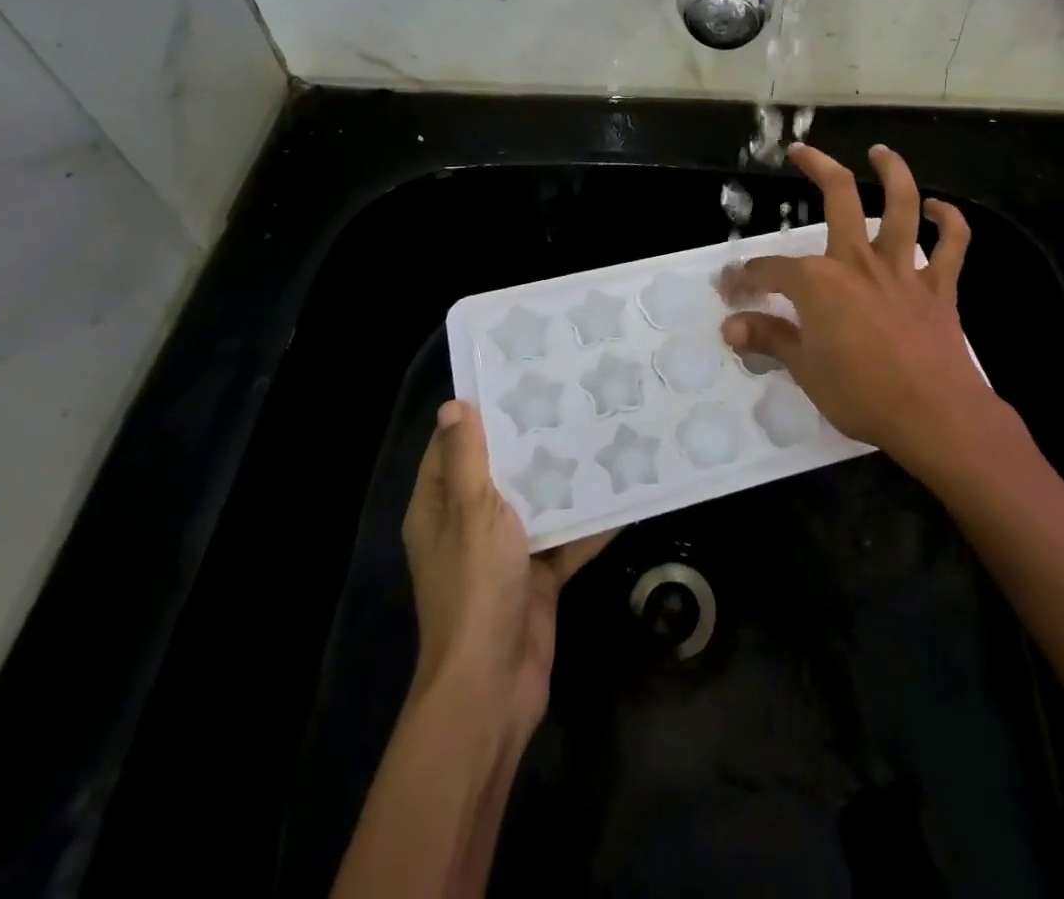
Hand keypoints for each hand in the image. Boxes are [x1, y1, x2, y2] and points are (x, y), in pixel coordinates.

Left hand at [402, 401, 613, 735]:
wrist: (494, 684)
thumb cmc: (476, 587)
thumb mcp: (471, 512)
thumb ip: (468, 459)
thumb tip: (453, 405)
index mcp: (440, 509)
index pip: (453, 448)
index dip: (478, 414)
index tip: (516, 379)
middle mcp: (468, 527)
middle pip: (500, 473)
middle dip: (531, 442)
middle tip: (570, 398)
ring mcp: (504, 554)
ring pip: (536, 504)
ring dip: (564, 480)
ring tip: (601, 434)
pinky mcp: (536, 578)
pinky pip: (565, 540)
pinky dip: (589, 523)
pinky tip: (623, 494)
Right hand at [720, 144, 1008, 479]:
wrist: (934, 415)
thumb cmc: (862, 395)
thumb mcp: (805, 370)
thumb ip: (769, 339)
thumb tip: (731, 327)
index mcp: (820, 282)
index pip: (771, 270)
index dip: (746, 276)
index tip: (731, 287)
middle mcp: (859, 261)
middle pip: (839, 197)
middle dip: (817, 167)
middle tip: (800, 151)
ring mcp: (903, 270)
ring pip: (902, 205)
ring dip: (892, 172)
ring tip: (880, 152)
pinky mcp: (939, 287)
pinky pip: (952, 245)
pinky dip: (950, 222)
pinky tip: (940, 209)